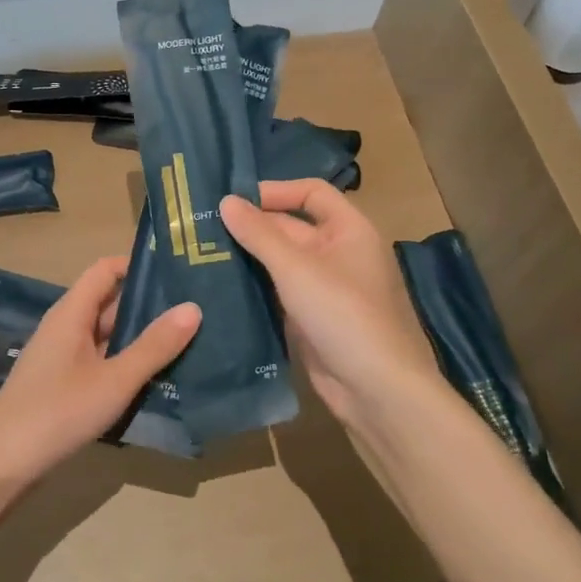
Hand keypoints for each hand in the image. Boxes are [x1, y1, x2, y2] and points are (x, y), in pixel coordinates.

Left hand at [0, 255, 199, 491]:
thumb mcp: (115, 380)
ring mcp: (61, 355)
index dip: (138, 265)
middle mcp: (64, 326)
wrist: (2, 465)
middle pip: (108, 301)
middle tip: (194, 308)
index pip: (106, 269)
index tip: (177, 271)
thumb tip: (193, 307)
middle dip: (147, 303)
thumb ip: (154, 346)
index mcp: (71, 312)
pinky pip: (98, 359)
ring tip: (185, 339)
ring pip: (105, 334)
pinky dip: (124, 360)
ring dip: (139, 336)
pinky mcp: (61, 382)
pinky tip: (153, 375)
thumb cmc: (59, 412)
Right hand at [220, 181, 442, 430]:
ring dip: (250, 257)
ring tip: (204, 252)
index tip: (233, 200)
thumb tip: (226, 200)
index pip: (312, 193)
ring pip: (283, 262)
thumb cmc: (342, 314)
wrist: (376, 390)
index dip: (276, 191)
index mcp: (349, 229)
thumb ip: (259, 233)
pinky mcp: (312, 318)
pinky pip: (281, 292)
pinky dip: (256, 286)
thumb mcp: (297, 268)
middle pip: (293, 227)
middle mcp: (339, 253)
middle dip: (254, 226)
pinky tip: (222, 286)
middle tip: (204, 228)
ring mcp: (326, 288)